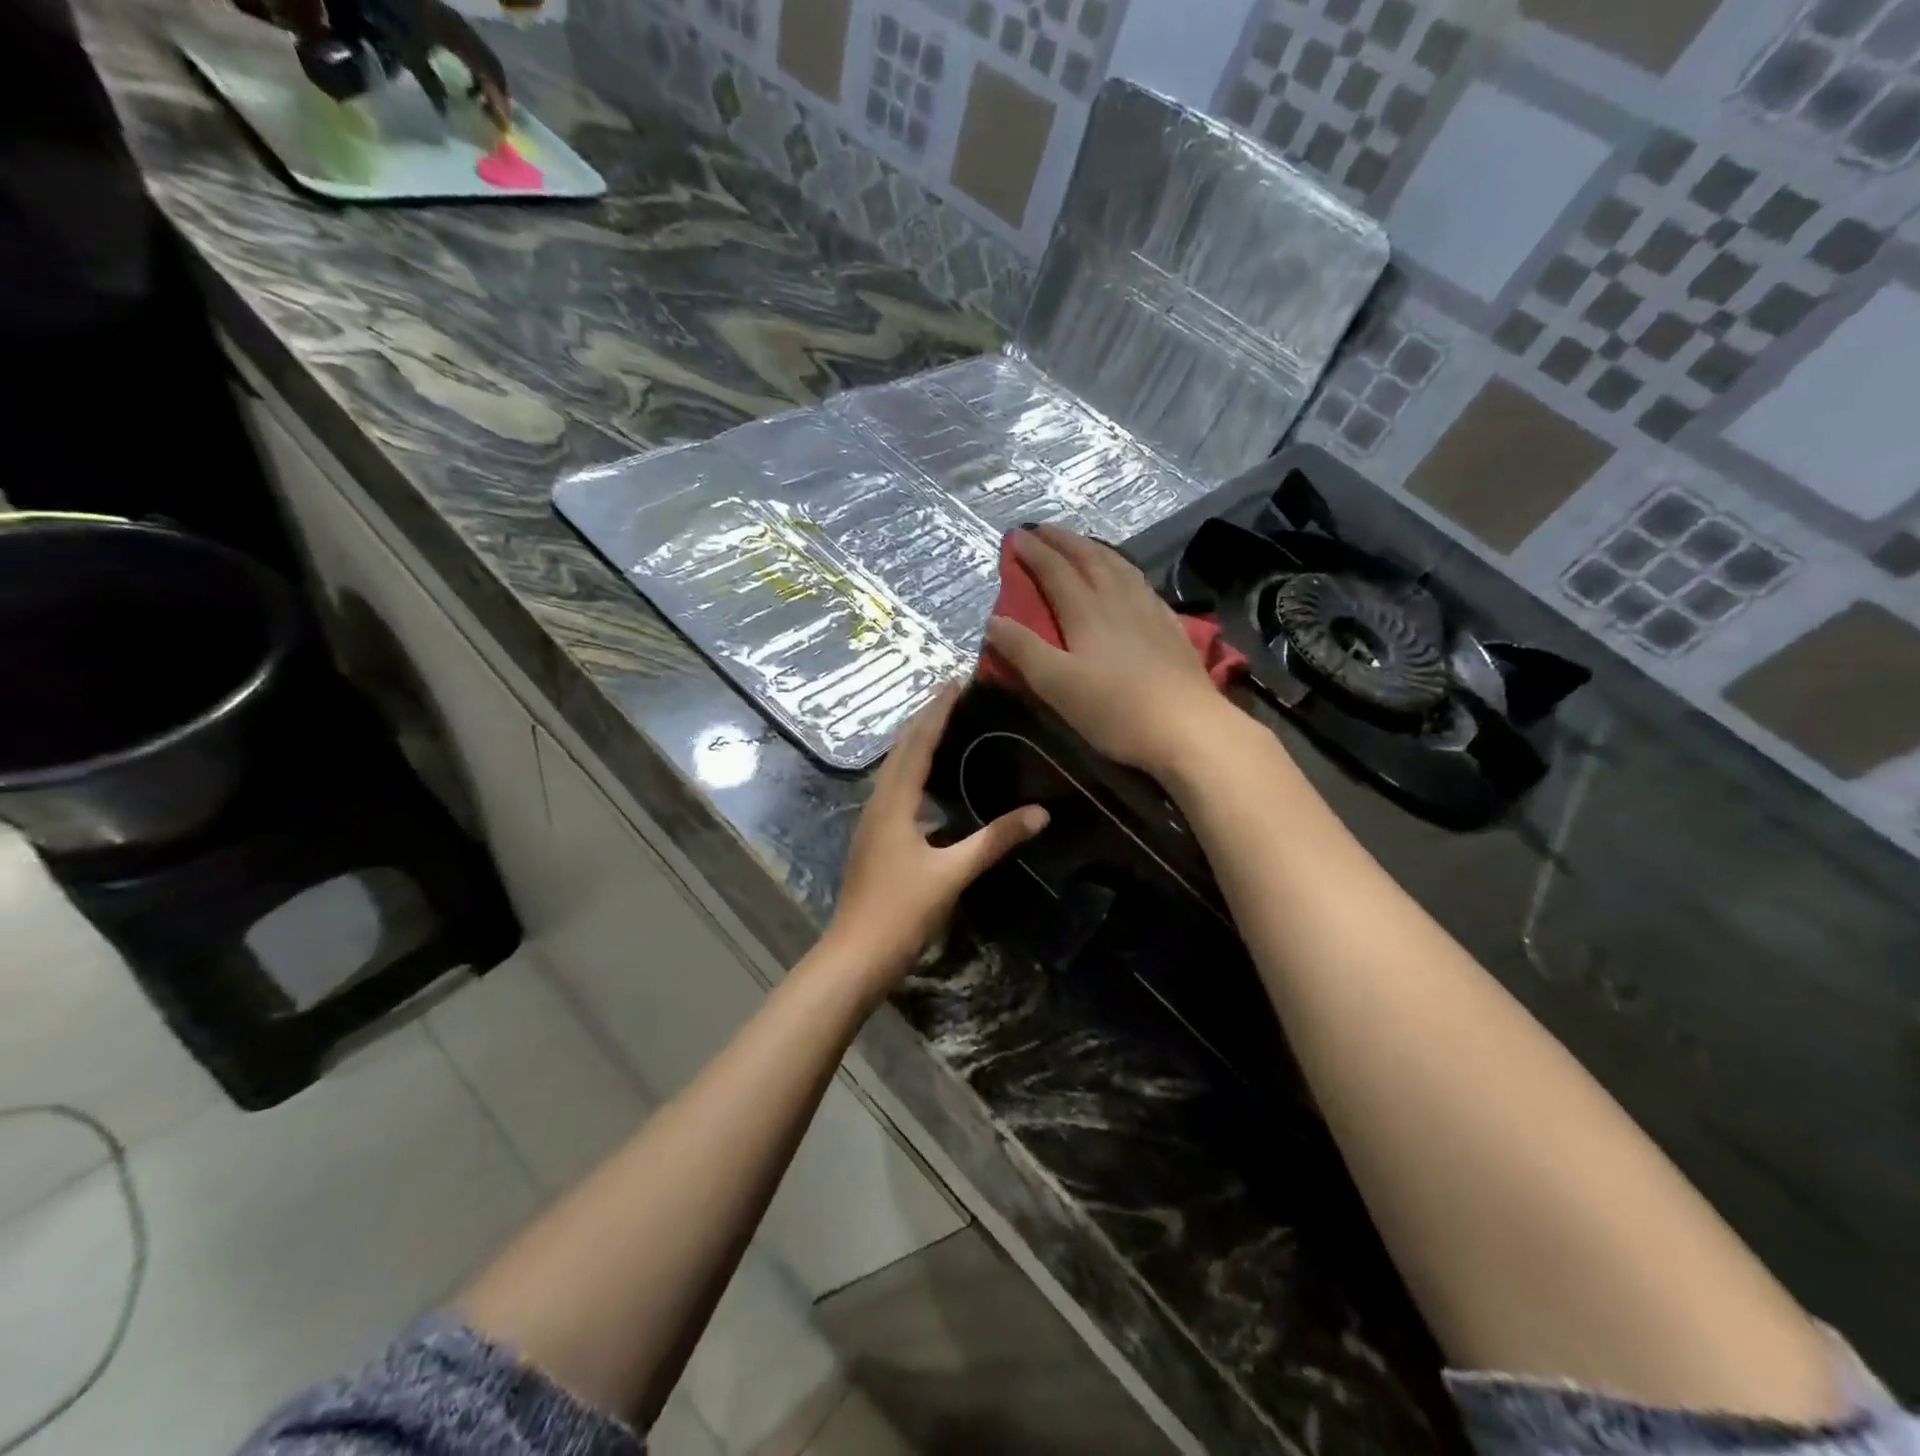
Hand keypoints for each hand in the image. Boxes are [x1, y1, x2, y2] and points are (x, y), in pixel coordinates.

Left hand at [823, 684, 1047, 990]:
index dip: (937, 712)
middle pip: (900, 750)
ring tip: (943, 726)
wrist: (855, 955)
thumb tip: (1040, 813)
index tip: (955, 682)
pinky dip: (914, 772)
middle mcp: (879, 804)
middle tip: (951, 694)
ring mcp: (873, 823)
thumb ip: (994, 840)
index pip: (918, 744)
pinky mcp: (875, 840)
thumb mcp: (952, 874)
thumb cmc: (901, 911)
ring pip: (894, 770)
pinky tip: (931, 783)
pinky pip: (896, 790)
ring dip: (916, 743)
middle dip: (924, 719)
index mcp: (894, 803)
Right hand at [984, 525, 1234, 778]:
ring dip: (1093, 548)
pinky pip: (1140, 582)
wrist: (1188, 727)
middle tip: (1042, 529)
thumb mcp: (1056, 685)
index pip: (1055, 570)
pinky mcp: (1170, 626)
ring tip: (1080, 543)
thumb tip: (992, 621)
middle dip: (1062, 541)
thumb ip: (1023, 650)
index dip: (1033, 552)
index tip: (1015, 536)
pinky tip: (1127, 578)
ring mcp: (1149, 610)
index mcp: (1086, 610)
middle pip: (1088, 558)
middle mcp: (1118, 599)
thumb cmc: (1115, 710)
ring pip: (1118, 565)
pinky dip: (1123, 568)